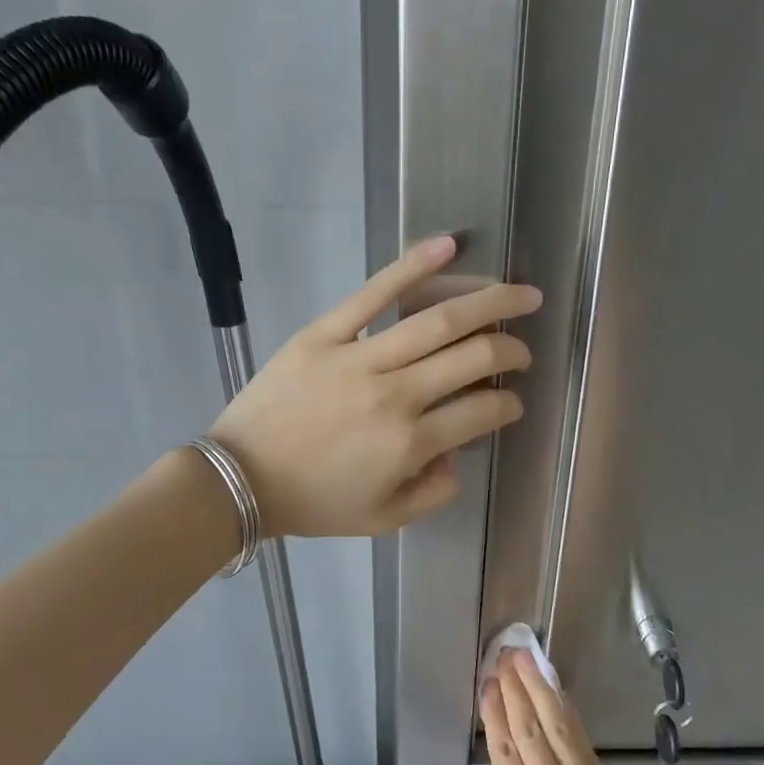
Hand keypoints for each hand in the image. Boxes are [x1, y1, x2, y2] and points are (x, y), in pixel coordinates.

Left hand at [210, 235, 539, 538]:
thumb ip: (434, 493)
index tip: (513, 403)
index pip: (482, 412)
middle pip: (473, 358)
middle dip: (511, 351)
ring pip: (438, 320)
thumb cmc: (313, 502)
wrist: (240, 479)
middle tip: (523, 350)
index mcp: (410, 444)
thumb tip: (459, 454)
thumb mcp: (383, 519)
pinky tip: (450, 245)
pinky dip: (413, 266)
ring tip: (521, 294)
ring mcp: (359, 359)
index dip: (508, 405)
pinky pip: (373, 293)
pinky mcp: (324, 334)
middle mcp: (395, 396)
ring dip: (490, 303)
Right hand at [480, 649, 665, 764]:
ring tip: (532, 662)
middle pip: (534, 728)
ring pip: (563, 729)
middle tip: (510, 655)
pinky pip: (585, 748)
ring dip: (545, 691)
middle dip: (520, 688)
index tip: (490, 681)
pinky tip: (561, 699)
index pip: (506, 747)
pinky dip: (570, 718)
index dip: (496, 711)